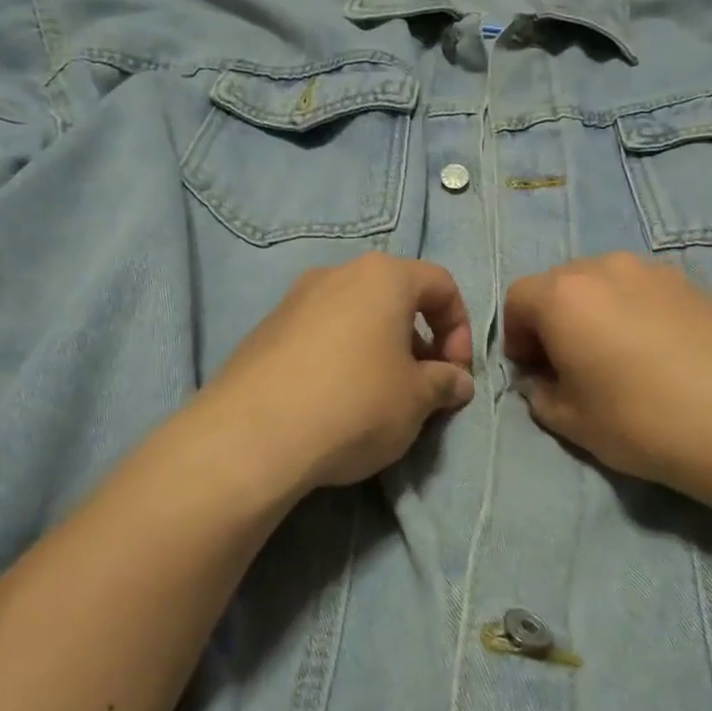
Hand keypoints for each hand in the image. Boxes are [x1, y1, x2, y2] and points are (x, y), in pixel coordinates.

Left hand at [199, 254, 474, 491]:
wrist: (252, 436)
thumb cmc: (355, 404)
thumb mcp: (416, 399)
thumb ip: (445, 382)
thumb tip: (457, 382)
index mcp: (382, 277)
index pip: (441, 284)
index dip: (459, 327)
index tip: (455, 371)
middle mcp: (337, 274)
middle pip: (395, 297)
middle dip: (419, 340)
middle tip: (422, 385)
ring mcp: (294, 300)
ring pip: (355, 316)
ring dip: (379, 349)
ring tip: (380, 397)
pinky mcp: (264, 331)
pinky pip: (319, 335)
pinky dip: (341, 358)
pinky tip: (335, 401)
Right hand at [503, 253, 711, 519]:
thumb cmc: (644, 421)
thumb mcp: (574, 423)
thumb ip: (541, 396)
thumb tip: (543, 382)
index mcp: (564, 295)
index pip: (518, 299)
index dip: (516, 336)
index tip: (535, 372)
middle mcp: (605, 267)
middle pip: (560, 284)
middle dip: (553, 321)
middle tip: (571, 366)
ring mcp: (654, 271)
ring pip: (604, 284)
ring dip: (594, 314)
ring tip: (617, 359)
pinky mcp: (694, 283)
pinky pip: (643, 291)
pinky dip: (633, 313)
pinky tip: (658, 355)